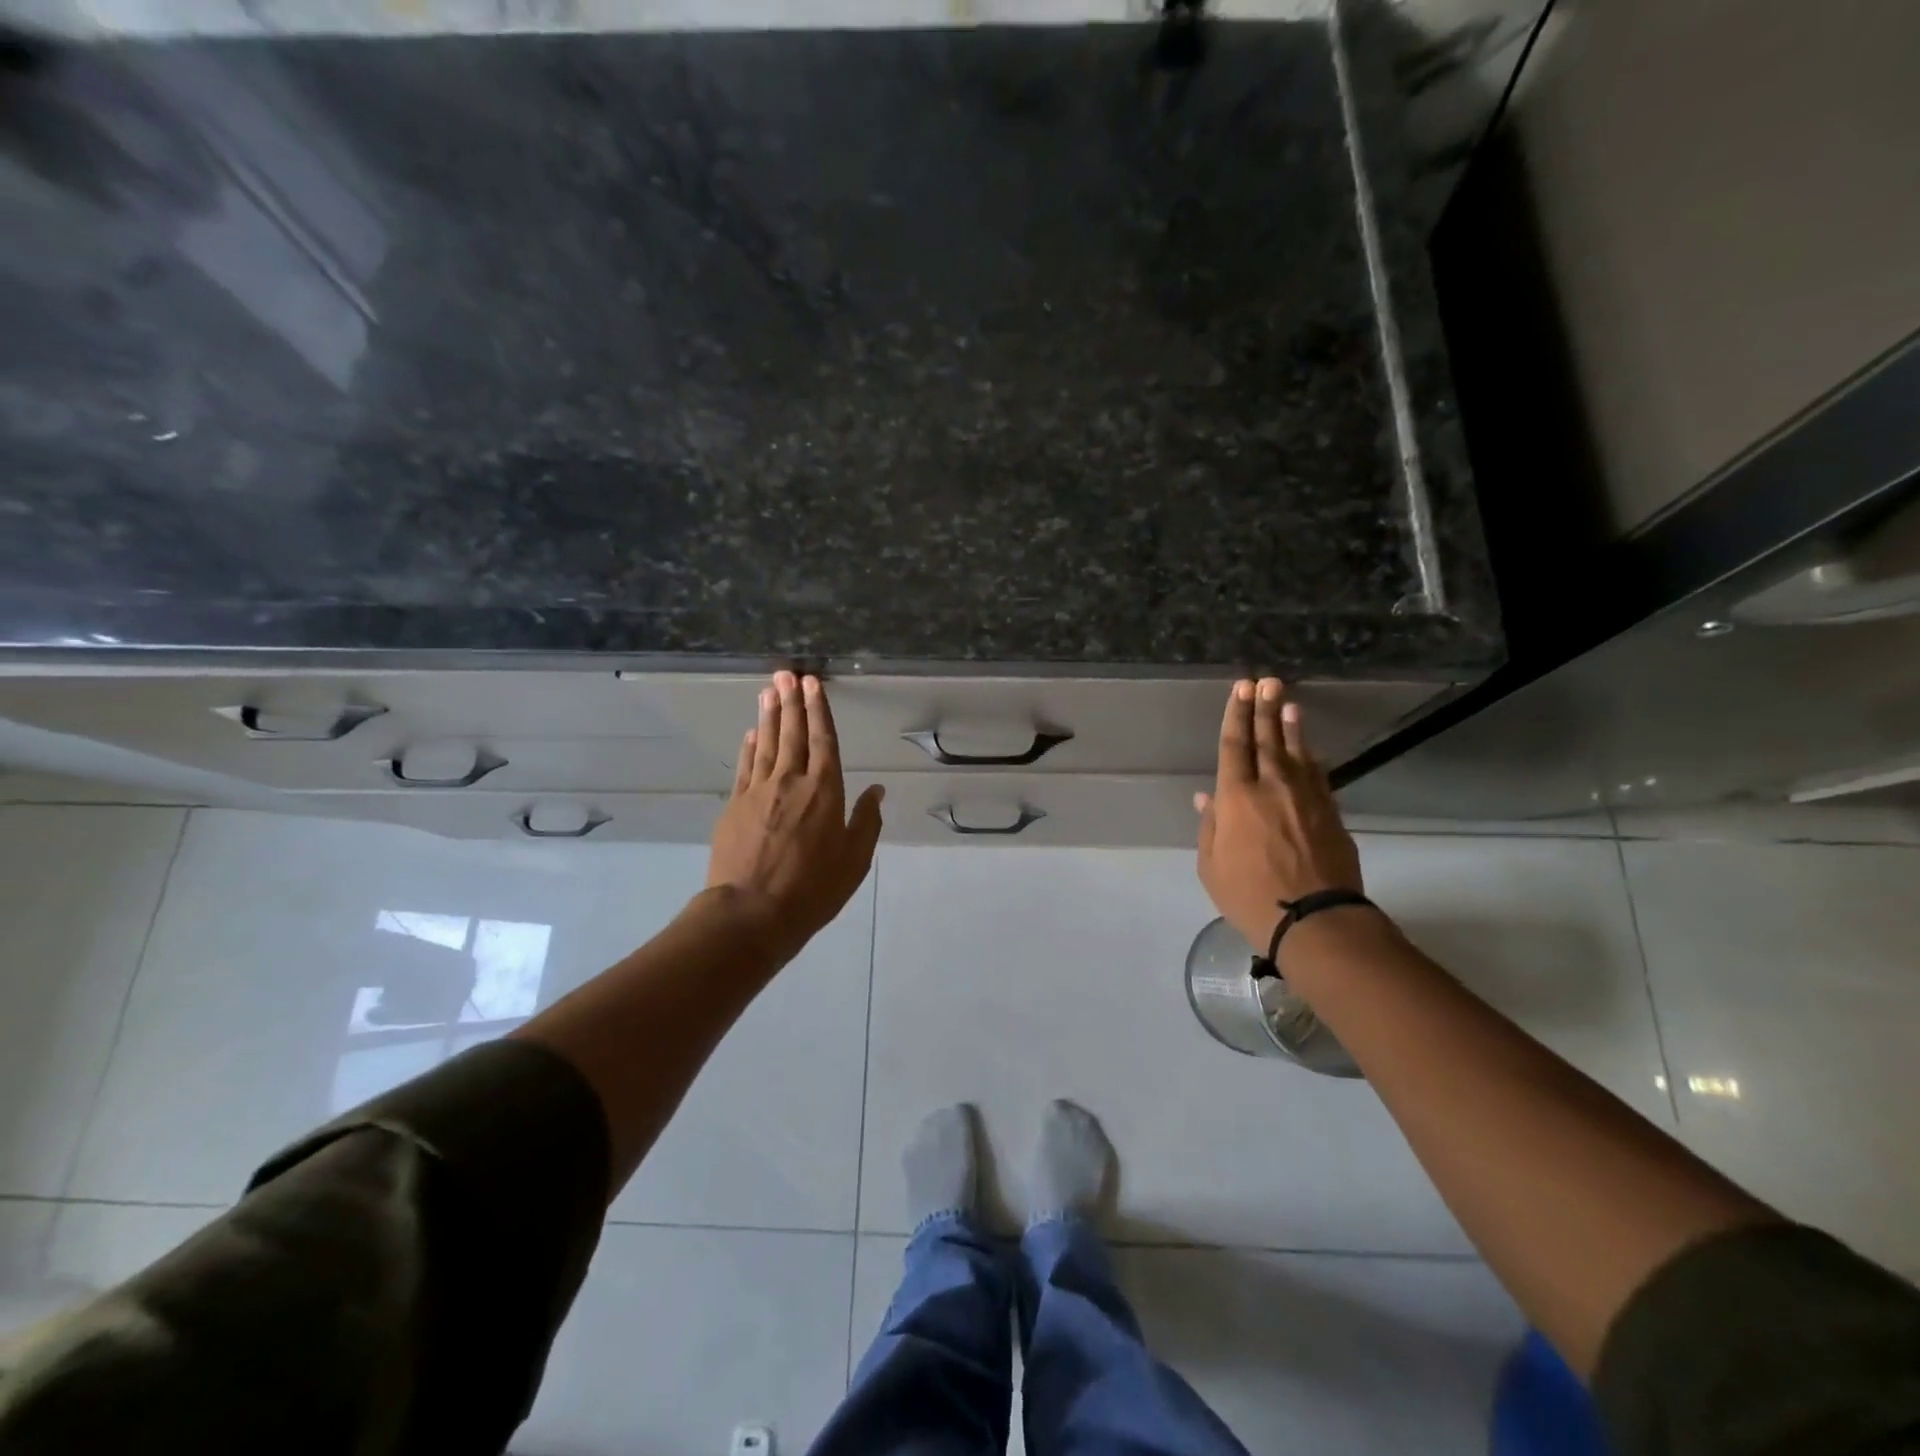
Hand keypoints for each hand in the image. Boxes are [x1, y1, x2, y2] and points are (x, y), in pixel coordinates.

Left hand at [704, 671, 884, 963]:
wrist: (752, 912)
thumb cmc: (813, 889)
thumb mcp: (854, 860)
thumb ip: (866, 822)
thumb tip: (877, 791)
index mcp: (825, 791)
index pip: (824, 740)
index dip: (819, 710)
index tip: (813, 685)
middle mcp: (791, 781)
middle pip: (793, 733)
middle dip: (792, 701)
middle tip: (787, 674)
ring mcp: (758, 791)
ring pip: (767, 743)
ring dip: (770, 715)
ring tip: (769, 691)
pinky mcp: (735, 805)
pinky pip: (745, 766)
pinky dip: (750, 746)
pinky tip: (752, 733)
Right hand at [1194, 678, 1364, 950]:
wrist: (1314, 920)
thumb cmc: (1249, 895)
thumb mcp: (1211, 866)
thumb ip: (1210, 827)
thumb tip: (1207, 798)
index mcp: (1236, 798)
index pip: (1234, 746)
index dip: (1236, 714)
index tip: (1241, 688)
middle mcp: (1272, 787)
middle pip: (1266, 739)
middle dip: (1263, 708)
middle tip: (1266, 681)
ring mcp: (1306, 797)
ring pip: (1296, 752)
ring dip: (1290, 726)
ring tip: (1287, 702)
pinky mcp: (1330, 812)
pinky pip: (1318, 775)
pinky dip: (1311, 758)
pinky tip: (1310, 748)